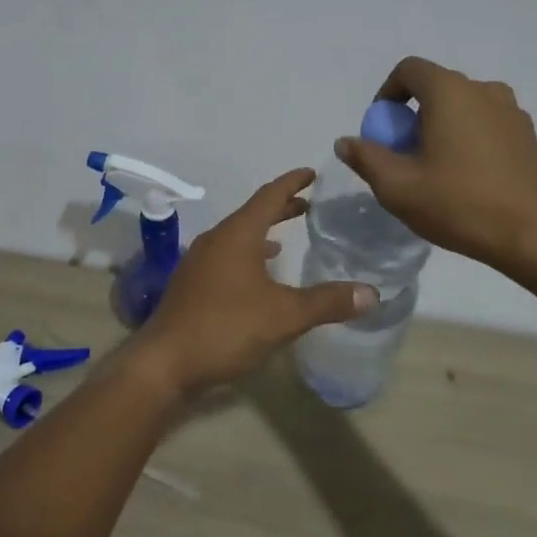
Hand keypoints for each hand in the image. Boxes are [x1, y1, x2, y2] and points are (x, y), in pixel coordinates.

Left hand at [132, 169, 377, 397]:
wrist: (164, 363)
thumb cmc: (225, 328)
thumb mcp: (283, 316)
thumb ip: (327, 302)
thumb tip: (372, 293)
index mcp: (237, 234)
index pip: (269, 195)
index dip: (292, 182)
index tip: (312, 173)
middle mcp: (216, 239)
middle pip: (253, 213)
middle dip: (281, 206)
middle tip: (309, 204)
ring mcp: (200, 261)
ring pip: (238, 235)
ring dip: (263, 231)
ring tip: (288, 237)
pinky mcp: (193, 283)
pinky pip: (227, 255)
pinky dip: (248, 254)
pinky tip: (259, 275)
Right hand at [336, 57, 536, 272]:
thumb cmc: (460, 204)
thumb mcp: (398, 187)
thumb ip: (366, 158)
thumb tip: (346, 142)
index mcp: (450, 91)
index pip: (409, 70)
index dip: (387, 94)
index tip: (382, 131)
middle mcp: (484, 90)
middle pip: (436, 88)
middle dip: (413, 116)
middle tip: (405, 157)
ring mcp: (512, 112)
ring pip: (463, 107)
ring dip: (442, 128)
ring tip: (436, 170)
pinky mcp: (529, 137)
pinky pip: (487, 125)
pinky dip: (469, 140)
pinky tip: (468, 180)